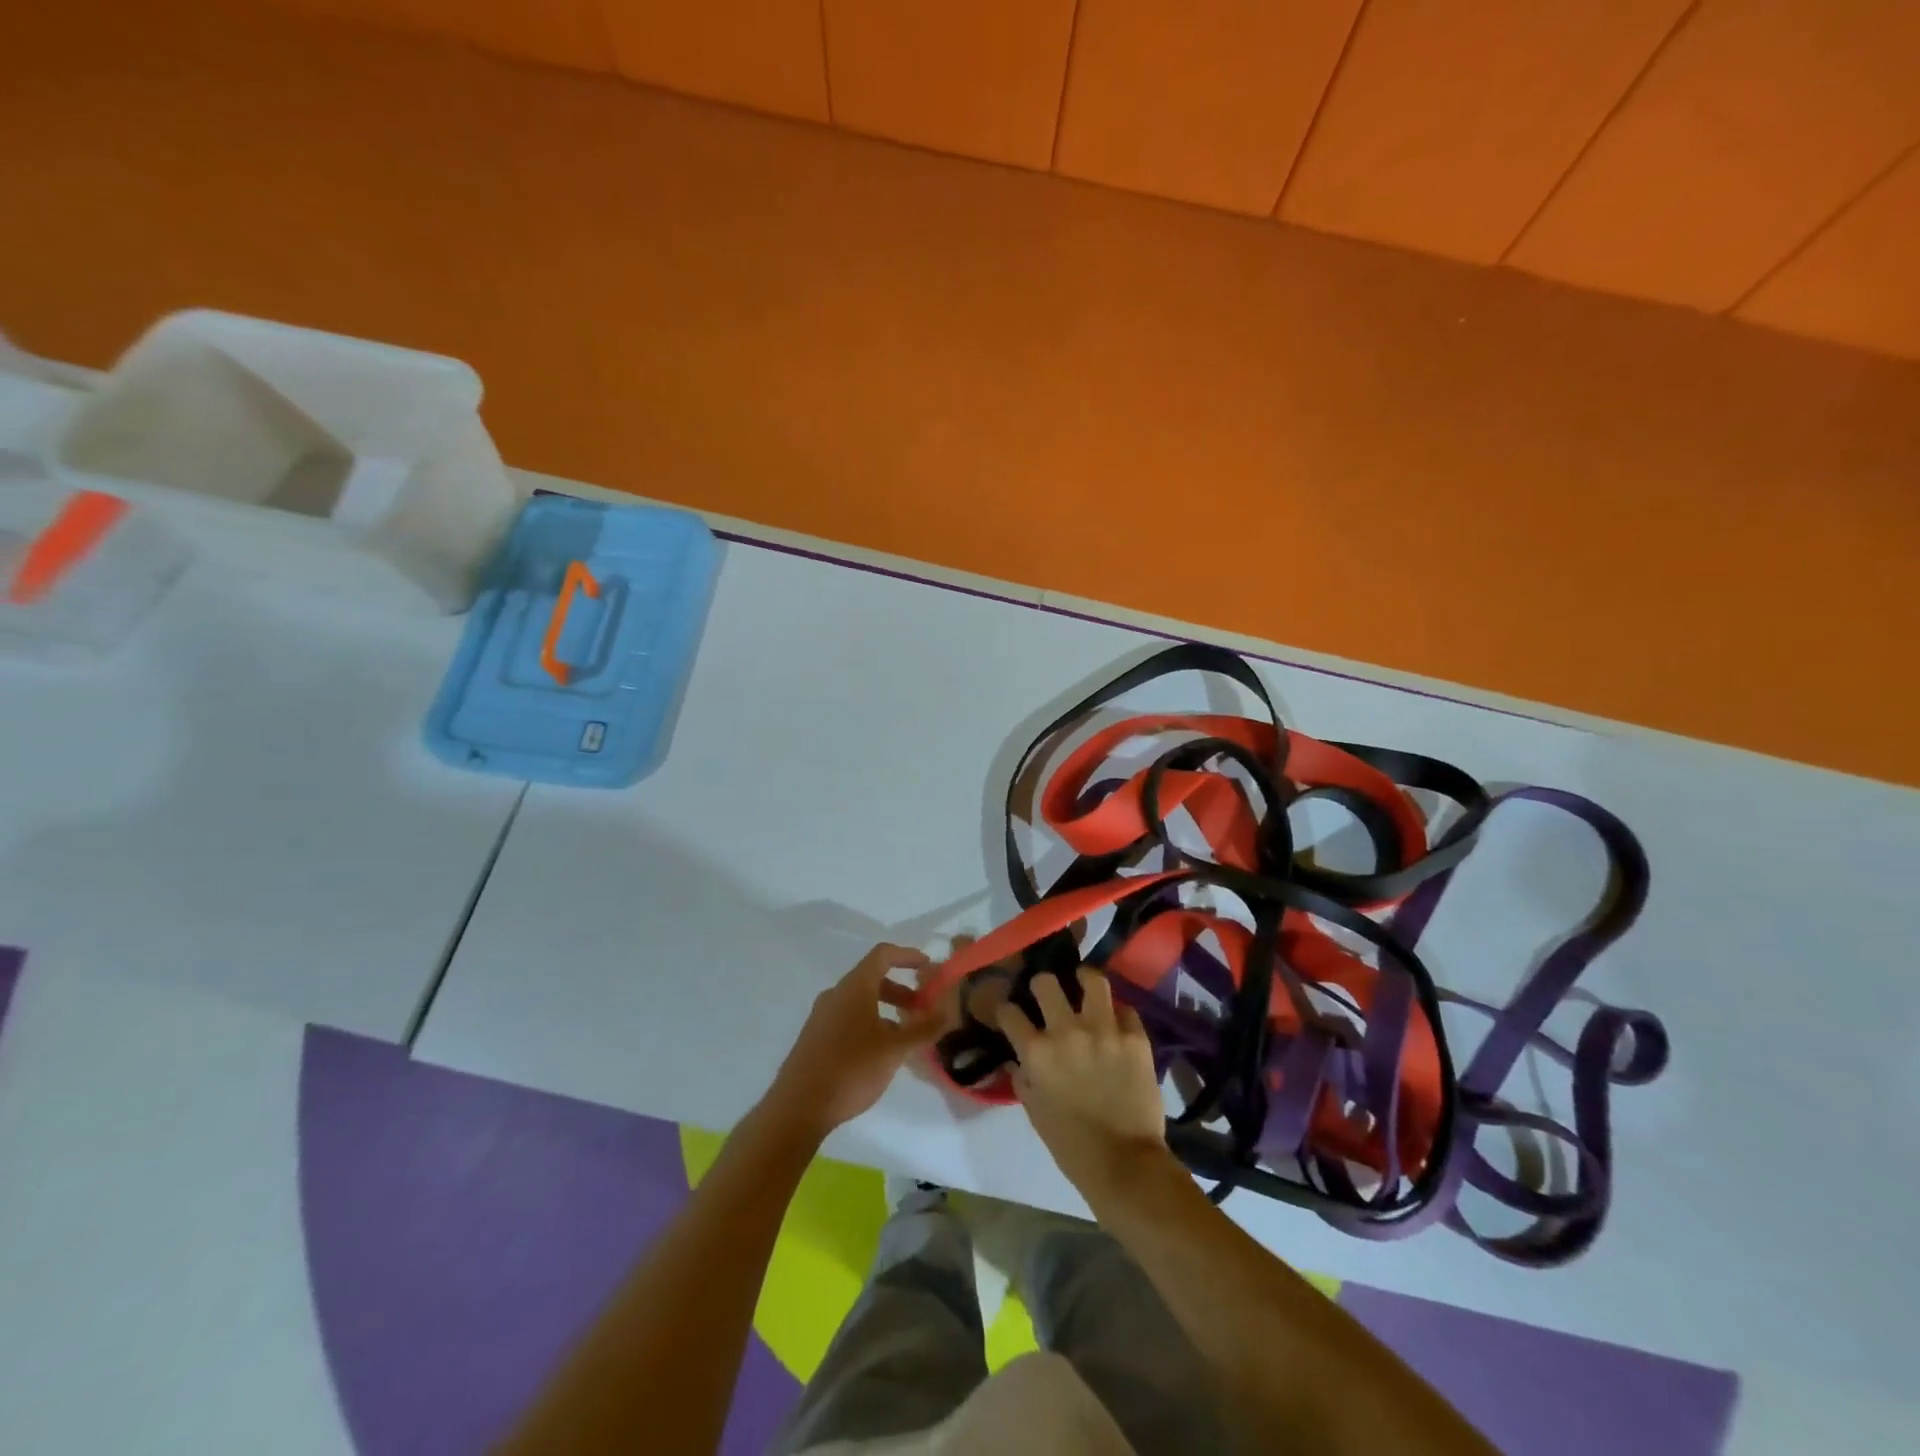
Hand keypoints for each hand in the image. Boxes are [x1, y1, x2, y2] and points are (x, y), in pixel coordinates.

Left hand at [765, 943, 941, 1140]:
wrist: (798, 1106)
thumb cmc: (851, 1069)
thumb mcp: (894, 1050)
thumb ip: (923, 1030)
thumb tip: (947, 1014)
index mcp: (854, 987)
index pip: (883, 955)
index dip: (907, 956)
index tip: (928, 967)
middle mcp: (836, 994)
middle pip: (872, 978)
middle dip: (901, 990)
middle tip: (922, 1010)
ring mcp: (822, 1015)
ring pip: (860, 1001)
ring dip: (886, 1009)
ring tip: (904, 1037)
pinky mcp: (815, 1037)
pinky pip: (848, 1018)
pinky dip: (870, 1023)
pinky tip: (879, 1053)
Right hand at [997, 968, 1172, 1200]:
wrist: (1125, 1164)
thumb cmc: (1072, 1145)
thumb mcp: (1035, 1112)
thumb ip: (1023, 1079)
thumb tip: (1018, 1060)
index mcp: (1037, 1052)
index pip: (1009, 1012)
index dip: (1006, 1010)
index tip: (1011, 1013)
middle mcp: (1067, 1031)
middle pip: (1046, 983)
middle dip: (1042, 985)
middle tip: (1048, 993)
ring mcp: (1104, 1030)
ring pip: (1092, 980)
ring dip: (1085, 981)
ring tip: (1085, 984)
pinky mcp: (1135, 1037)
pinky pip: (1126, 1009)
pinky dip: (1119, 1014)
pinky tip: (1116, 1021)